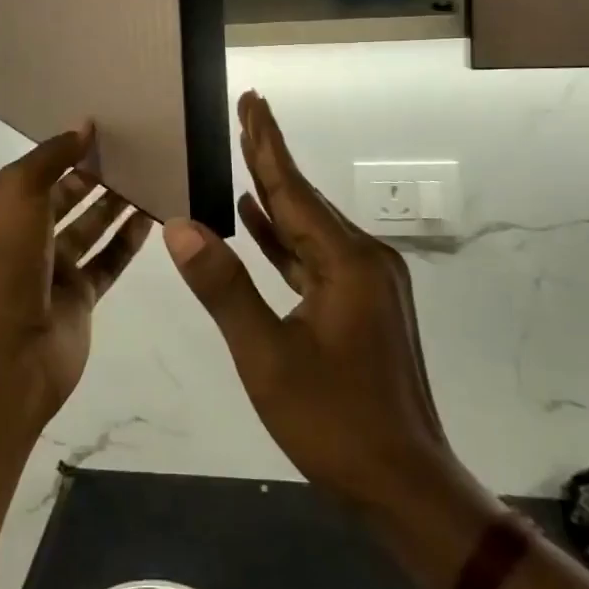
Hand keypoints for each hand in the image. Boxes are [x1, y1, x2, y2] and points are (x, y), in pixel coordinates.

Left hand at [0, 123, 150, 425]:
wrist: (5, 353)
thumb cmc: (3, 261)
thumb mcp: (18, 192)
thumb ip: (52, 156)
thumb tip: (84, 126)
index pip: (34, 172)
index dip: (64, 151)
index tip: (101, 129)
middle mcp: (22, 238)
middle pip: (63, 198)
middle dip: (93, 175)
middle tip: (132, 150)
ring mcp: (50, 271)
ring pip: (89, 228)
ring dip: (114, 204)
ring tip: (148, 174)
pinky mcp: (79, 298)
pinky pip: (108, 261)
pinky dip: (128, 240)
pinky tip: (152, 216)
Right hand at [163, 92, 462, 512]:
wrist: (408, 487)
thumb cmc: (336, 422)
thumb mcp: (268, 357)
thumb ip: (224, 287)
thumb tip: (180, 227)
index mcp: (347, 262)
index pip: (294, 189)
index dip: (267, 144)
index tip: (253, 101)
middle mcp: (364, 260)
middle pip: (305, 199)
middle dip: (270, 157)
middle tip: (246, 113)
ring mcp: (367, 283)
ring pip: (310, 228)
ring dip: (275, 196)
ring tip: (244, 159)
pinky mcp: (363, 305)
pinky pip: (315, 257)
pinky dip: (284, 238)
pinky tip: (258, 222)